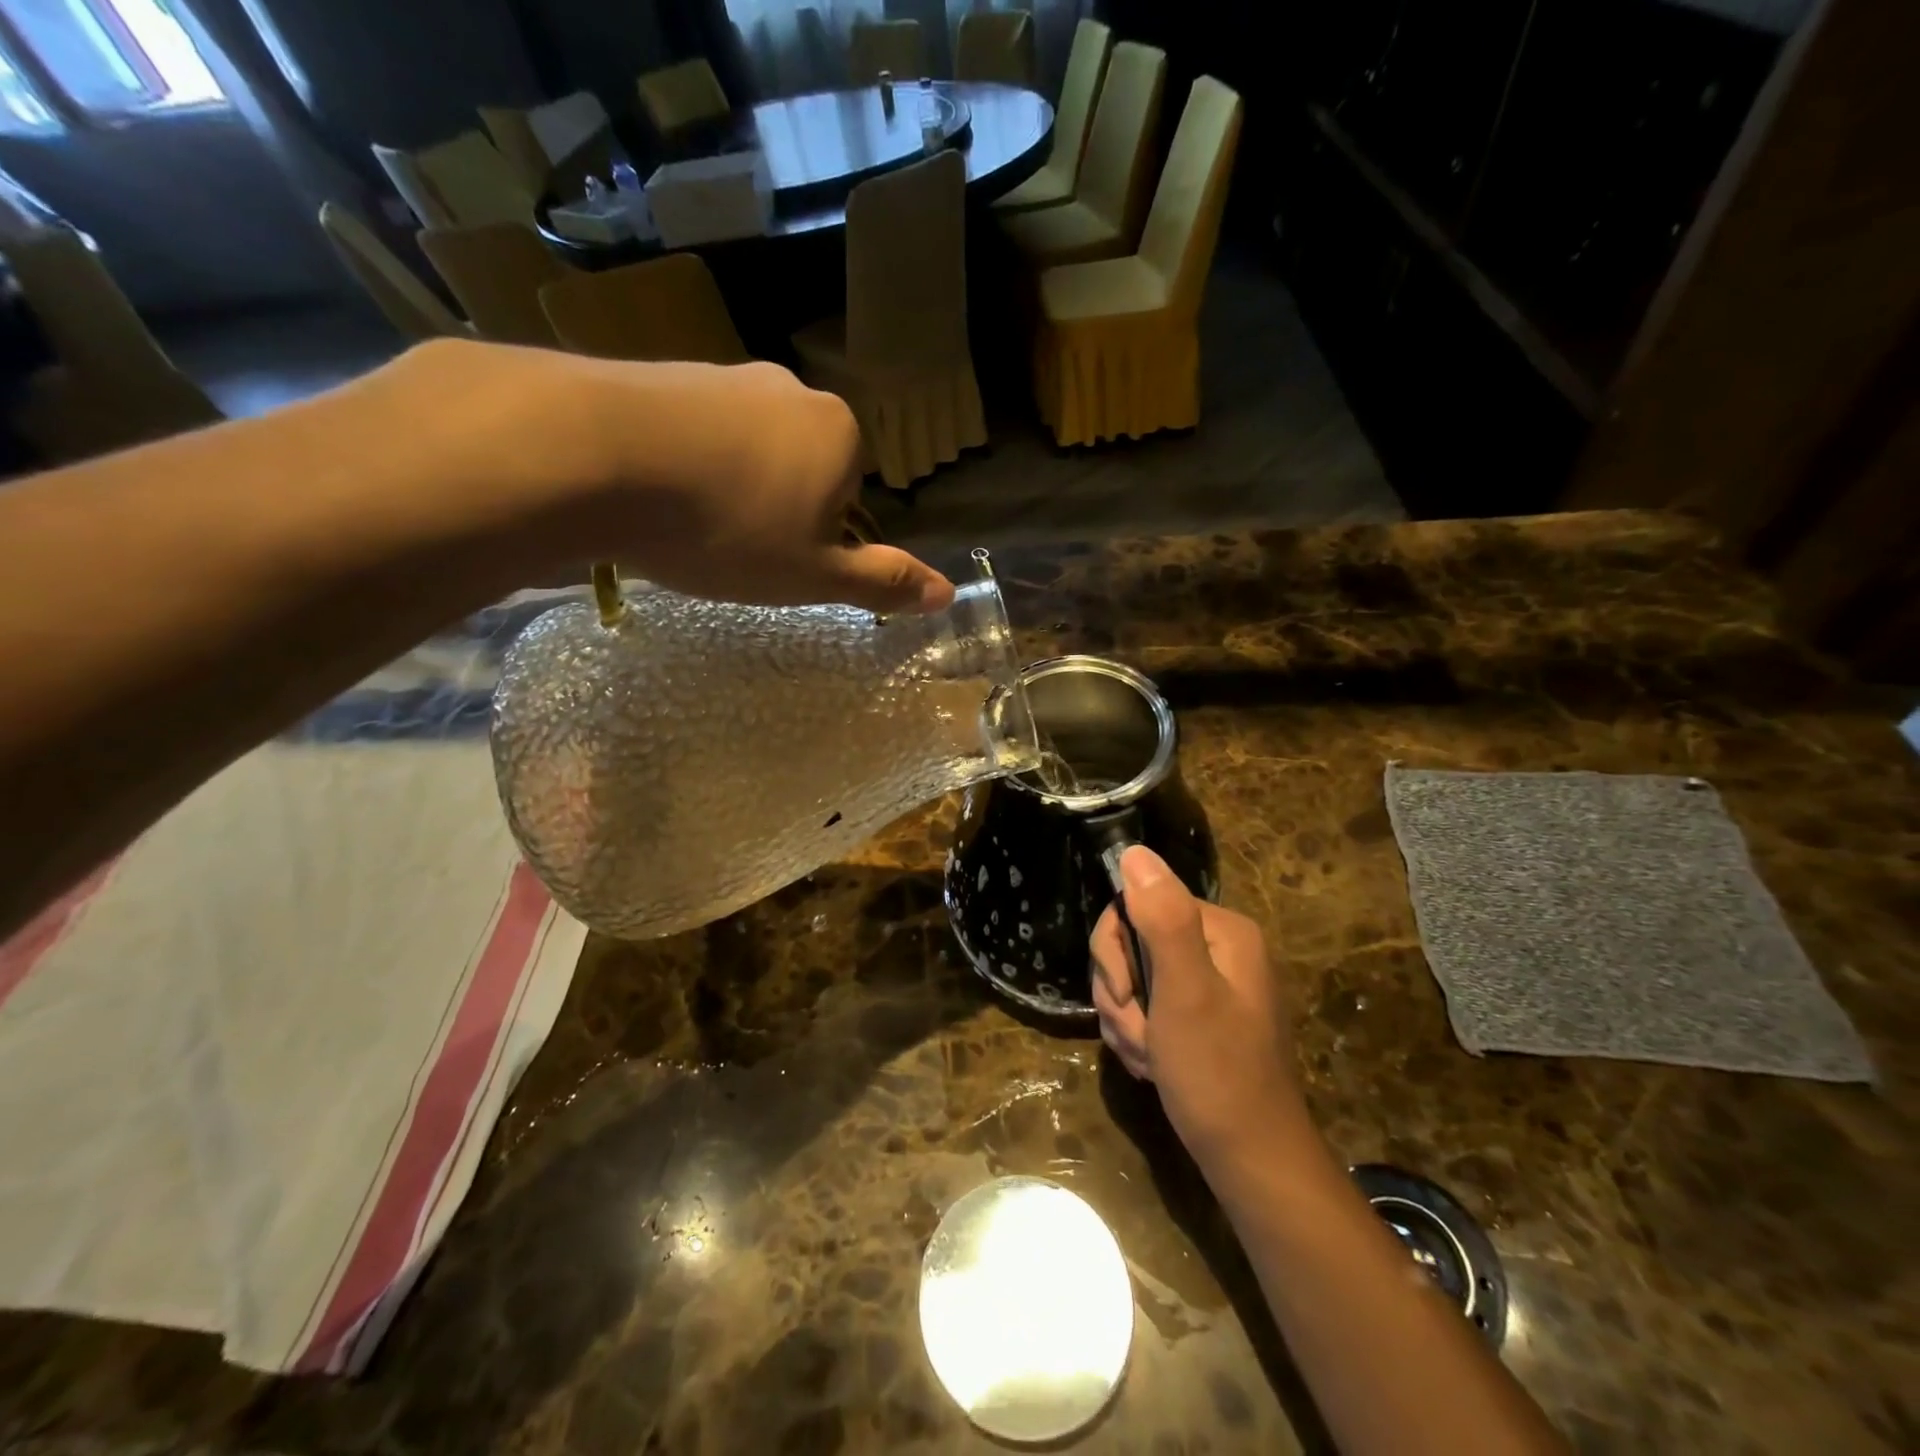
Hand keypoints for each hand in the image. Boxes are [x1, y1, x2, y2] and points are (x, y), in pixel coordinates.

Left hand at [391, 341, 953, 614]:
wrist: (594, 455)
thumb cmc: (728, 527)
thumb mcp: (814, 576)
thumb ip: (882, 583)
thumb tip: (948, 595)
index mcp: (838, 433)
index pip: (849, 496)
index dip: (816, 538)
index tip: (776, 560)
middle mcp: (789, 390)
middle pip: (798, 467)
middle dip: (774, 509)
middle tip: (732, 550)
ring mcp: (722, 374)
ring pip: (742, 449)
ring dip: (724, 488)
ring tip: (684, 528)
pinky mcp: (658, 372)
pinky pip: (689, 432)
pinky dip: (678, 465)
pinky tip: (648, 495)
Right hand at [1091, 846, 1307, 1168]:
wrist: (1250, 1162)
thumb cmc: (1218, 1074)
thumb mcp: (1185, 991)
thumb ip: (1162, 918)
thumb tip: (1134, 850)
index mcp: (1221, 931)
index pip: (1137, 905)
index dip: (1115, 951)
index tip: (1126, 996)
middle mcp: (1216, 948)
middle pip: (1131, 942)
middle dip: (1121, 993)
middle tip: (1138, 1035)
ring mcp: (1206, 983)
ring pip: (1132, 978)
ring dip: (1126, 1020)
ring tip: (1148, 1057)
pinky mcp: (1195, 1015)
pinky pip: (1144, 1006)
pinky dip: (1137, 1036)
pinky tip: (1152, 1065)